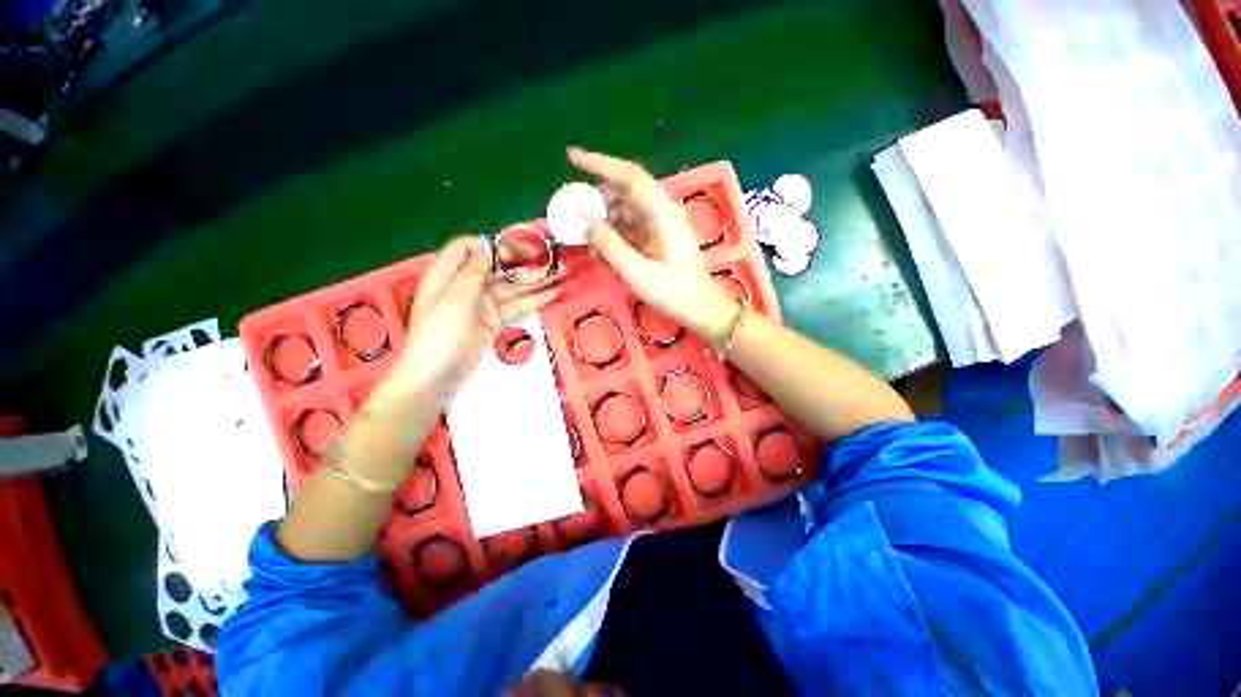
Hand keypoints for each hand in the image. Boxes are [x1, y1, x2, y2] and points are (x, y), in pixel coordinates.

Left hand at [387, 236, 560, 402]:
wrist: (436, 375)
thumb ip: (474, 271)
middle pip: (497, 268)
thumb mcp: (455, 298)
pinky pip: (516, 307)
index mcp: (448, 274)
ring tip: (562, 274)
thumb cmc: (440, 333)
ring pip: (512, 288)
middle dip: (524, 263)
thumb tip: (486, 244)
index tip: (517, 250)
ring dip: (536, 282)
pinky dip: (534, 301)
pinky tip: (553, 294)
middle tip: (552, 260)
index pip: (468, 248)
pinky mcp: (494, 321)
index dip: (493, 245)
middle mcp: (466, 285)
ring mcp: (482, 305)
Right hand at [568, 148, 736, 342]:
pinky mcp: (657, 240)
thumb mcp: (638, 272)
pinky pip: (631, 229)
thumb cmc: (674, 293)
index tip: (572, 157)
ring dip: (604, 220)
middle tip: (573, 208)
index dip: (600, 164)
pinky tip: (599, 250)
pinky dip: (613, 235)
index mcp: (664, 213)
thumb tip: (586, 220)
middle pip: (626, 191)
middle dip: (598, 197)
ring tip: (584, 237)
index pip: (630, 176)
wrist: (701, 310)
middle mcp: (663, 213)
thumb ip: (610, 244)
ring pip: (626, 211)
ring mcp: (661, 226)